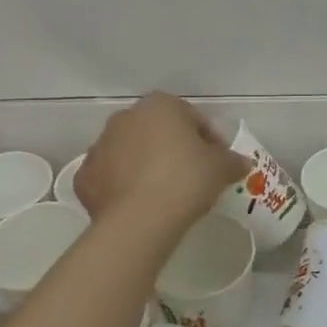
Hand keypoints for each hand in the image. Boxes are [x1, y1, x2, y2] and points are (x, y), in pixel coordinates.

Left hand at [76, 92, 248, 230]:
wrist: (139, 220)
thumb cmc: (185, 180)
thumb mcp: (221, 168)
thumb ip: (232, 160)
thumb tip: (241, 163)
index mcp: (160, 106)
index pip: (191, 117)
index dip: (208, 140)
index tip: (217, 163)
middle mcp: (125, 118)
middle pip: (156, 131)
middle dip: (172, 149)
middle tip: (190, 177)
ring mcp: (100, 146)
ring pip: (129, 153)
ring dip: (143, 166)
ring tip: (163, 194)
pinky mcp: (84, 177)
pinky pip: (109, 177)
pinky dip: (120, 187)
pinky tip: (137, 206)